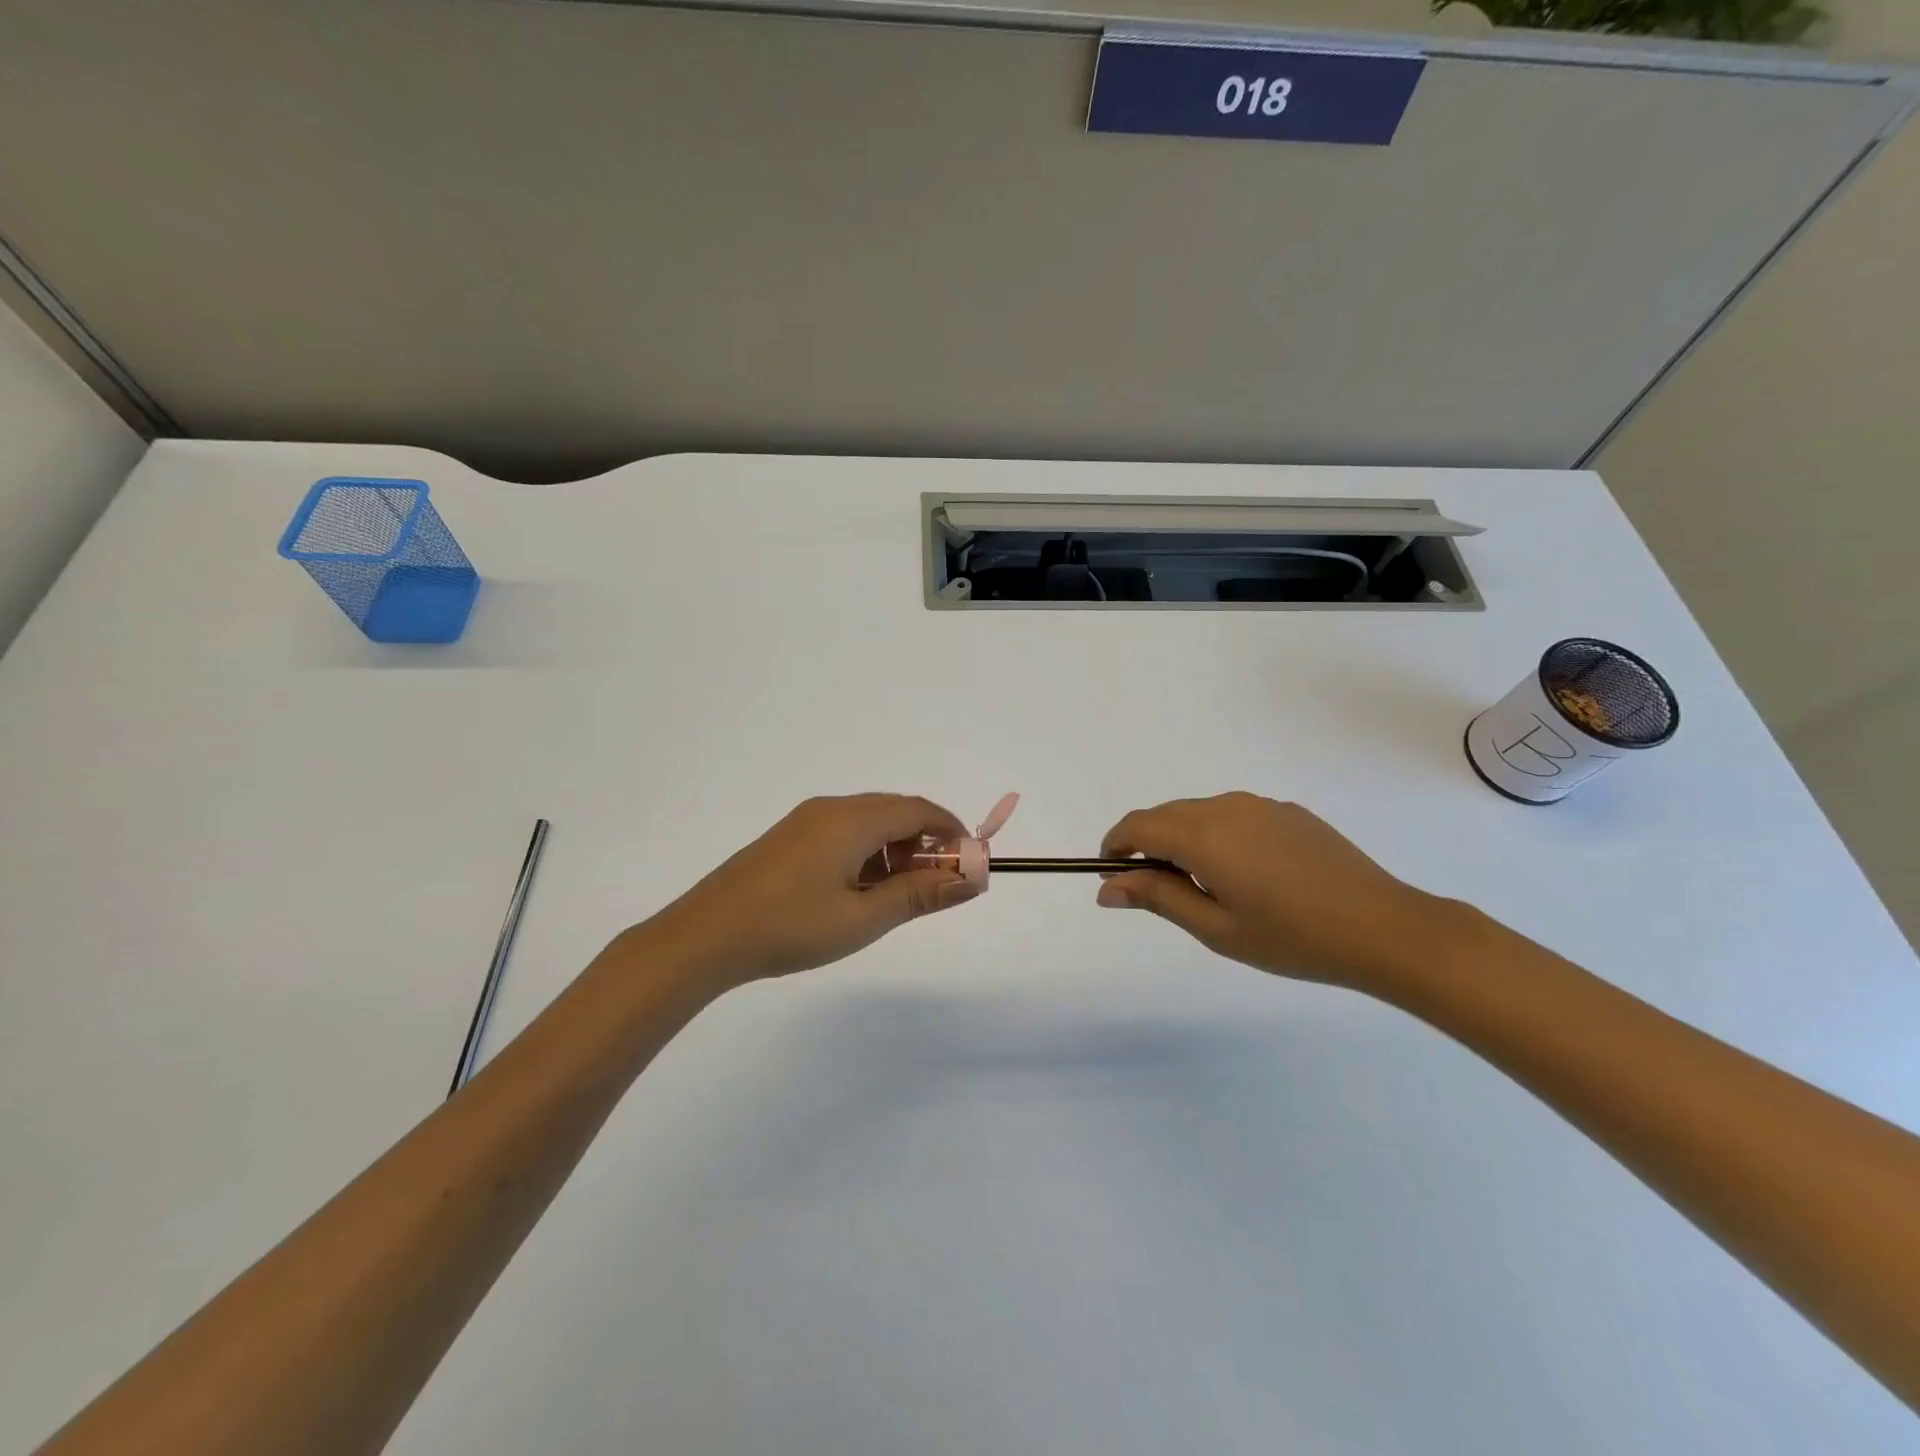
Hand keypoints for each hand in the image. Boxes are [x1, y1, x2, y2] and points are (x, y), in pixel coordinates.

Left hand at [633, 794, 980, 986]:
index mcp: (852, 820)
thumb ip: (920, 895)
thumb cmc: (789, 927)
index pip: (919, 809)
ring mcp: (805, 821)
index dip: (952, 831)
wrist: (704, 937)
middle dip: (925, 842)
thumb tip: (971, 880)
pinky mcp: (788, 837)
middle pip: (895, 811)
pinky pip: (842, 832)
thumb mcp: (863, 918)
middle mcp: (830, 808)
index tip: (970, 864)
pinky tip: (857, 891)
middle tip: (936, 886)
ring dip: (894, 849)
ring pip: (868, 822)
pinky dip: (866, 852)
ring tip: (895, 896)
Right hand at [1097, 792, 1448, 991]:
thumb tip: (1107, 886)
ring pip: (1200, 813)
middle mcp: (1227, 807)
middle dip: (1147, 845)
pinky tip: (1245, 875)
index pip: (1138, 825)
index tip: (1113, 876)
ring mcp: (1261, 805)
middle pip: (1166, 815)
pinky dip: (1217, 836)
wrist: (1385, 928)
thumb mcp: (1216, 928)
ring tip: (1204, 888)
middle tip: (1156, 892)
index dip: (1116, 846)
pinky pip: (1233, 815)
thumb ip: (1157, 898)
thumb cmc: (1292, 937)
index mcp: (1204, 835)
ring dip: (1183, 840)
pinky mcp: (1288, 812)